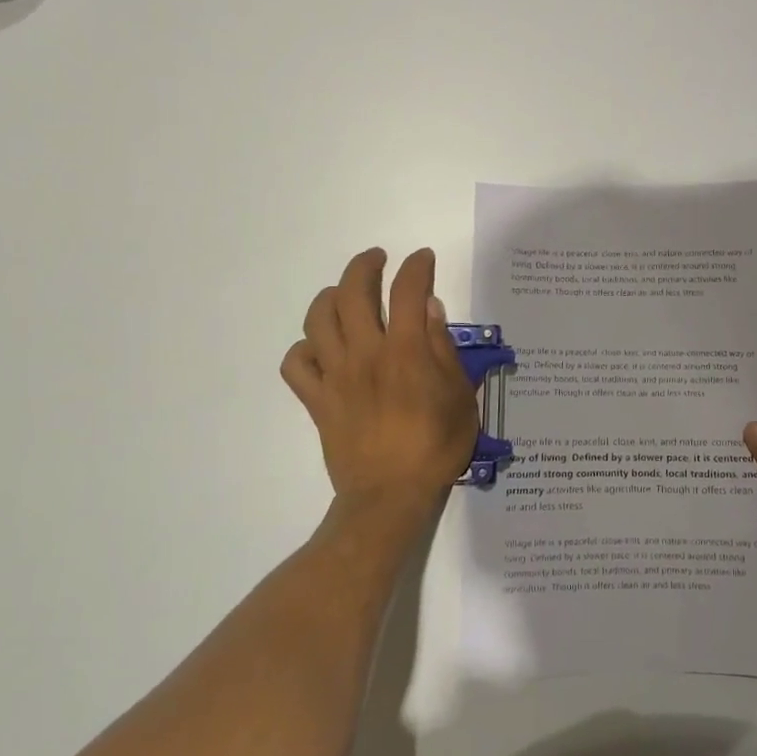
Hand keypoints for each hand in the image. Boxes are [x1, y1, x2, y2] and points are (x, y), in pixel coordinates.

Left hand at [281, 247, 478, 530]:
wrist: (390, 496)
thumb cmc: (435, 447)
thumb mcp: (460, 397)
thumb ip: (443, 348)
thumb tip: (429, 308)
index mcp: (406, 351)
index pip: (407, 290)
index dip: (416, 266)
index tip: (423, 259)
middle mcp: (365, 353)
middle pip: (353, 292)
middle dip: (365, 265)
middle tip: (378, 260)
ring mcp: (335, 376)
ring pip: (318, 319)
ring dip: (330, 296)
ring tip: (344, 295)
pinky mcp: (317, 400)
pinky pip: (296, 364)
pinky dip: (304, 348)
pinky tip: (321, 348)